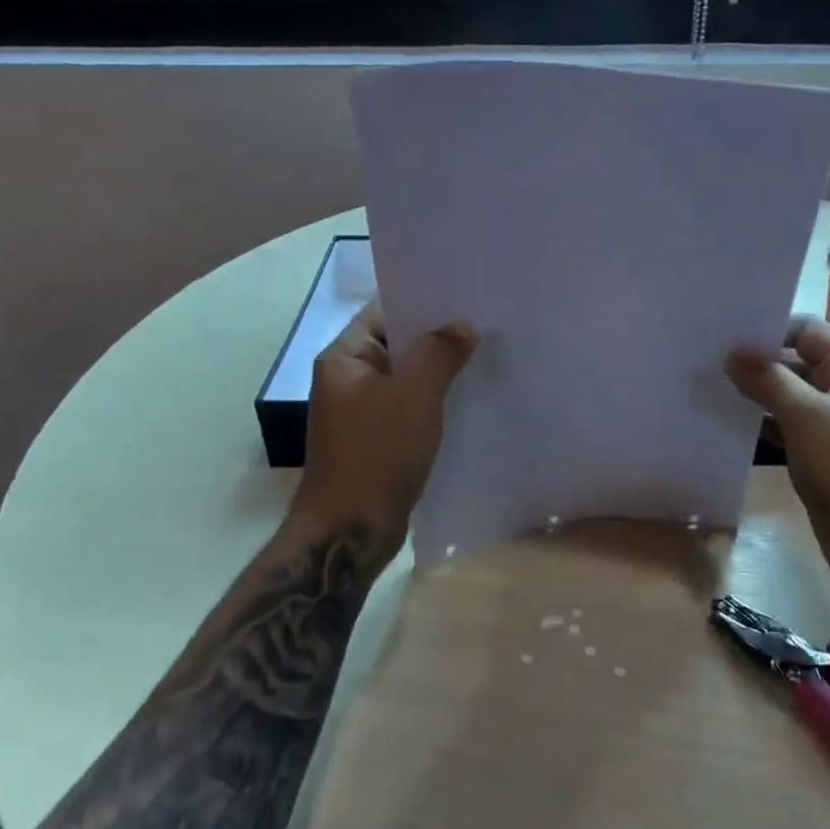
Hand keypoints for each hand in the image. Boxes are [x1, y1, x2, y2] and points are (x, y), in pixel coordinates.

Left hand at [296, 302, 477, 533]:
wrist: (349, 533)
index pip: (383, 312)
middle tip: (484, 324)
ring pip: (405, 378)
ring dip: (438, 371)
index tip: (463, 295)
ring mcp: (360, 412)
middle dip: (437, 336)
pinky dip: (432, 401)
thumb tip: (462, 324)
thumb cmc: (376, 456)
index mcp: (344, 359)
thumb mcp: (414, 397)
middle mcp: (347, 379)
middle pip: (397, 344)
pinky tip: (467, 399)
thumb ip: (439, 353)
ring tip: (483, 357)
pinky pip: (407, 408)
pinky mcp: (375, 440)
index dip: (422, 301)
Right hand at [727, 315, 829, 597]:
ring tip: (707, 389)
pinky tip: (725, 427)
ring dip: (752, 395)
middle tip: (707, 361)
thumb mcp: (808, 418)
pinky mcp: (814, 459)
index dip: (772, 328)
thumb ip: (770, 380)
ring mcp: (827, 429)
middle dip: (755, 362)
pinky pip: (781, 431)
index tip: (728, 335)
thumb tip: (733, 351)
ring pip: (783, 399)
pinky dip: (757, 427)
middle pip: (793, 363)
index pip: (808, 332)